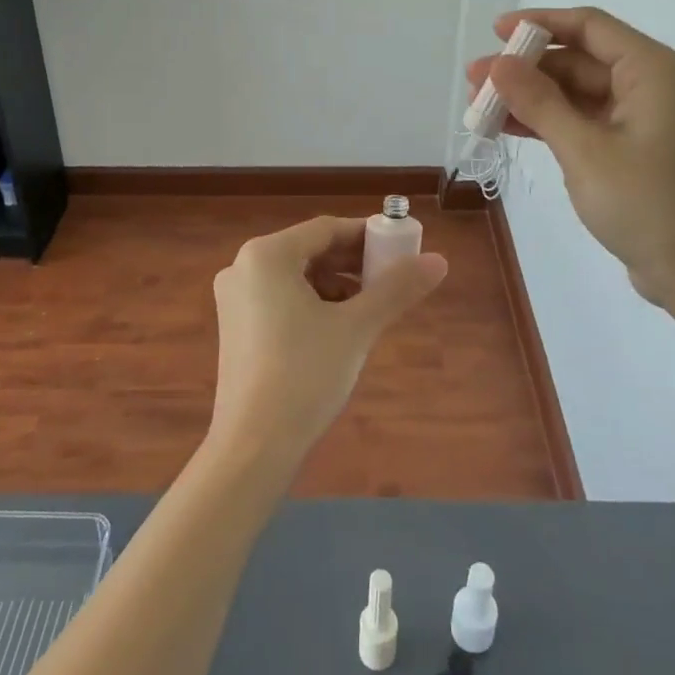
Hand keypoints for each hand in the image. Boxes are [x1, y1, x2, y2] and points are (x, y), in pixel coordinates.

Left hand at [208, 216, 447, 469]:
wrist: (254, 445)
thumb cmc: (305, 374)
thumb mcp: (357, 327)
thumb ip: (396, 289)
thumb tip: (439, 261)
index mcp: (266, 255)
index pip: (326, 229)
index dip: (367, 236)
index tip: (402, 249)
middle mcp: (243, 267)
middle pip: (310, 251)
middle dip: (353, 264)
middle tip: (391, 280)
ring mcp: (234, 298)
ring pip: (296, 277)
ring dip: (336, 286)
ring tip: (369, 310)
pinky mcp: (235, 327)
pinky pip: (280, 299)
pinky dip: (312, 305)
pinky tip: (338, 329)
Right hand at [467, 7, 674, 306]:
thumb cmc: (646, 204)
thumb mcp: (584, 150)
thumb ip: (539, 102)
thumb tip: (498, 64)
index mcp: (653, 71)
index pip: (589, 27)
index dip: (540, 24)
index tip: (495, 31)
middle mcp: (650, 84)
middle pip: (578, 60)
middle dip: (525, 68)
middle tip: (475, 80)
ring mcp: (640, 117)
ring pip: (575, 92)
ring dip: (530, 97)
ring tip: (479, 105)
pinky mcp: (630, 146)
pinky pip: (581, 119)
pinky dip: (547, 122)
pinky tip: (506, 127)